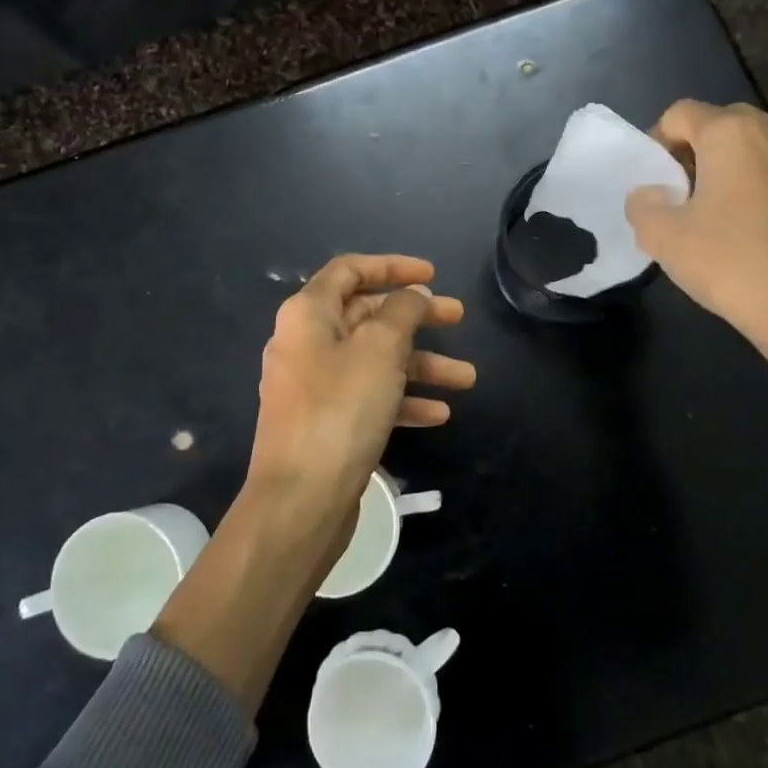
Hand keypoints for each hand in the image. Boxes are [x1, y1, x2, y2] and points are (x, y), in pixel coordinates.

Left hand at [249, 254, 473, 523]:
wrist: (300, 501)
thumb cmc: (340, 410)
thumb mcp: (380, 349)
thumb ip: (402, 312)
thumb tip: (413, 295)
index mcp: (308, 314)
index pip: (350, 270)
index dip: (392, 266)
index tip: (432, 275)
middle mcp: (306, 343)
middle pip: (367, 316)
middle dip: (416, 318)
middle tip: (459, 319)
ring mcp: (314, 385)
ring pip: (374, 361)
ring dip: (421, 366)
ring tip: (467, 379)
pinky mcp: (325, 423)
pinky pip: (368, 397)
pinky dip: (402, 399)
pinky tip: (439, 415)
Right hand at [624, 101, 767, 402]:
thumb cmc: (730, 261)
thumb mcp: (662, 236)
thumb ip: (642, 205)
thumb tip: (650, 194)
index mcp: (730, 132)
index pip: (679, 114)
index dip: (657, 143)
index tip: (654, 183)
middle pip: (719, 124)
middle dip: (693, 152)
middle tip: (679, 195)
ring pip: (751, 148)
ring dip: (726, 169)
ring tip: (712, 213)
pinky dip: (754, 187)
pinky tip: (746, 229)